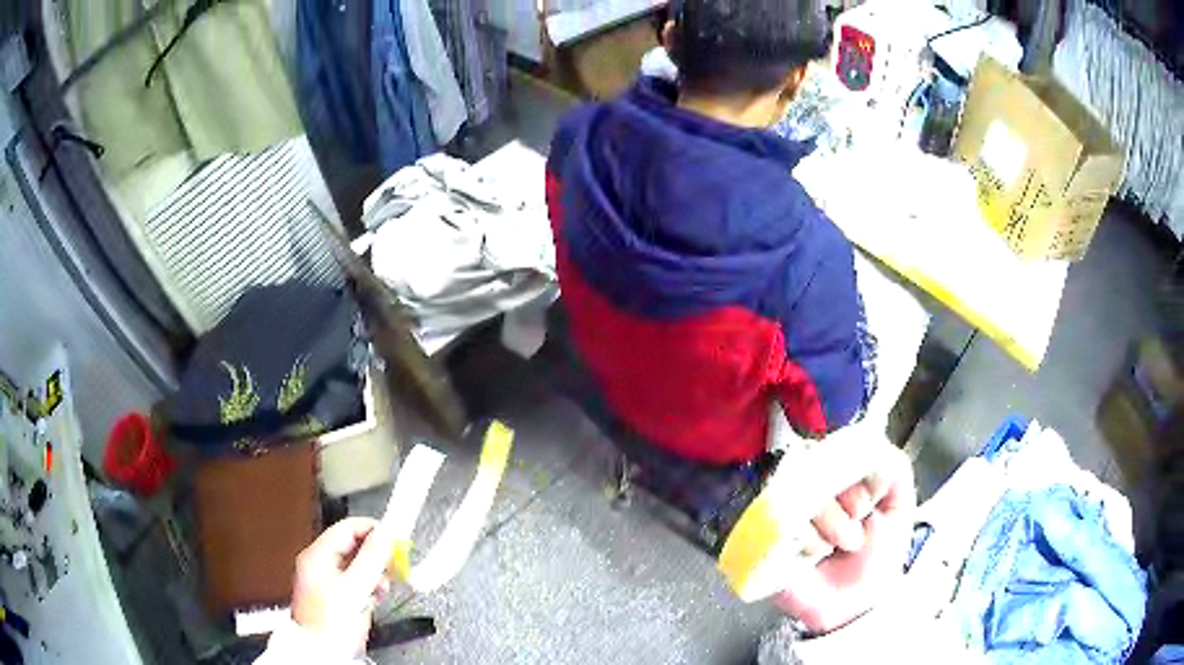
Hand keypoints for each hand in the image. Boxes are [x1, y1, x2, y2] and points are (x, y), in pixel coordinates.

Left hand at [291, 518, 393, 654]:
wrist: (323, 653)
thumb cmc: (331, 622)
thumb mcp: (355, 588)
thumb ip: (371, 559)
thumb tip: (385, 534)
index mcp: (318, 555)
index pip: (348, 527)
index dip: (373, 530)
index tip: (396, 540)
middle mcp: (319, 564)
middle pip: (353, 547)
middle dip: (375, 558)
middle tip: (392, 569)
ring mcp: (326, 581)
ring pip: (357, 566)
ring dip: (373, 576)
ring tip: (379, 590)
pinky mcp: (335, 597)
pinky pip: (356, 583)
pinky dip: (368, 588)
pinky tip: (373, 600)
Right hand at [776, 445, 915, 634]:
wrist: (855, 604)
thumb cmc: (879, 557)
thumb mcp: (900, 508)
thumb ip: (895, 469)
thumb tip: (874, 441)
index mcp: (841, 482)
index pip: (836, 450)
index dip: (853, 471)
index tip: (868, 501)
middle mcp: (812, 493)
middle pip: (817, 468)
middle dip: (845, 500)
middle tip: (856, 527)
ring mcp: (790, 515)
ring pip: (804, 494)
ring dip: (830, 524)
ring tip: (838, 548)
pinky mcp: (771, 539)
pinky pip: (784, 521)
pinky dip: (807, 538)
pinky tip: (816, 555)